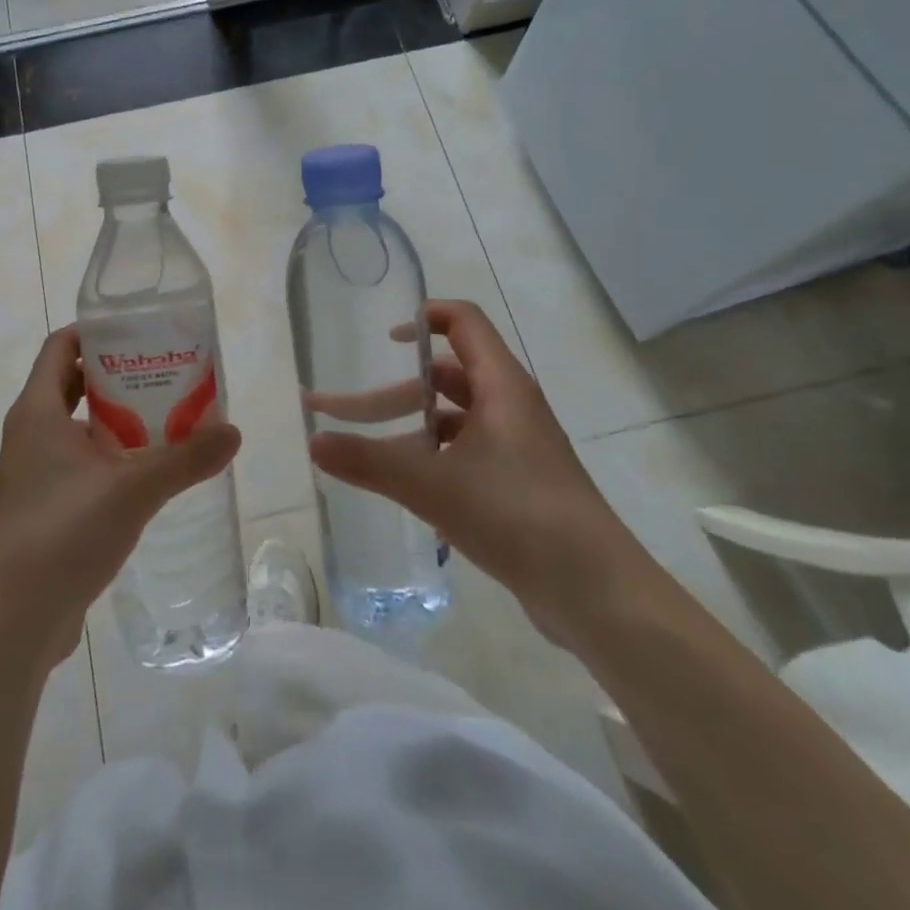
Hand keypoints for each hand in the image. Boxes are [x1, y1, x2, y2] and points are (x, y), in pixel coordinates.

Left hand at [0, 326, 241, 669]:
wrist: (14, 620)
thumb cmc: (63, 532)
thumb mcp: (133, 489)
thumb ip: (185, 459)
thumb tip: (233, 433)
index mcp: (37, 411)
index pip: (60, 346)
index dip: (95, 331)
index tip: (138, 330)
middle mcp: (29, 433)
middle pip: (71, 382)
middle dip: (115, 374)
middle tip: (163, 372)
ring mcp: (33, 472)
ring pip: (76, 425)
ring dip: (115, 417)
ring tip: (165, 415)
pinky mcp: (42, 506)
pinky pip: (78, 462)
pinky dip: (108, 454)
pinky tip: (146, 471)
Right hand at [307, 300, 644, 648]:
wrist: (596, 593)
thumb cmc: (517, 515)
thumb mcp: (434, 486)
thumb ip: (369, 462)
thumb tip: (312, 442)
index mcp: (501, 386)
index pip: (464, 323)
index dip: (424, 317)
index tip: (384, 337)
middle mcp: (511, 406)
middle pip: (446, 376)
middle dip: (393, 391)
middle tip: (341, 412)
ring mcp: (518, 446)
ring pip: (454, 419)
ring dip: (411, 428)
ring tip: (366, 452)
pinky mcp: (519, 482)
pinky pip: (466, 452)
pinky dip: (433, 457)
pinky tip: (406, 486)